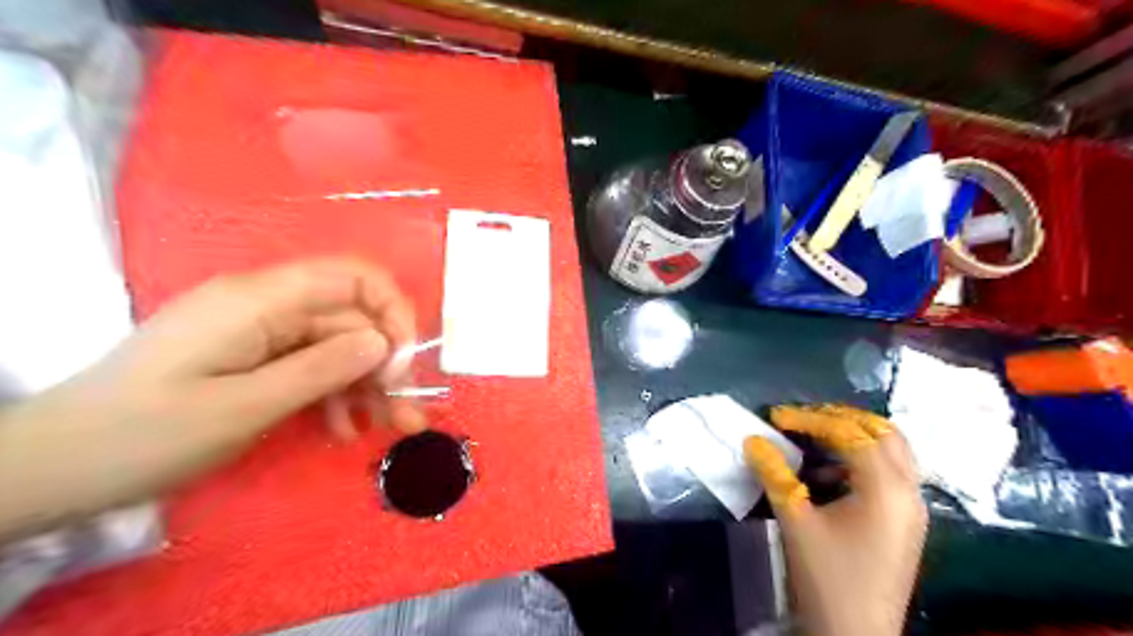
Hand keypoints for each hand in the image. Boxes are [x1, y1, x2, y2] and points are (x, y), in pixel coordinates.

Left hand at [0, 259, 425, 541]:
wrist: (54, 467)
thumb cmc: (146, 434)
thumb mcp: (244, 406)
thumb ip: (321, 368)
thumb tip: (382, 342)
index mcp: (260, 300)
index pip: (352, 279)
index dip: (391, 312)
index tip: (402, 364)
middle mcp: (267, 306)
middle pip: (350, 320)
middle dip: (387, 365)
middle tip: (407, 414)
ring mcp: (260, 332)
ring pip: (338, 347)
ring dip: (368, 386)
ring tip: (389, 428)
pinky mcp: (254, 357)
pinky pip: (312, 366)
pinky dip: (335, 395)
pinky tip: (342, 429)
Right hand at [750, 405, 923, 635]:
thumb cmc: (826, 578)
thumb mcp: (795, 521)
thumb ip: (774, 474)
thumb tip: (753, 440)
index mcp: (885, 488)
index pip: (849, 434)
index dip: (809, 419)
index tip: (775, 417)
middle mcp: (908, 491)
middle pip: (883, 433)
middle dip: (840, 418)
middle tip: (803, 418)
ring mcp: (912, 508)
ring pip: (891, 452)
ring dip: (853, 438)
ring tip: (813, 439)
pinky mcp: (905, 523)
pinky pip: (889, 474)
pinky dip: (860, 462)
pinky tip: (828, 475)